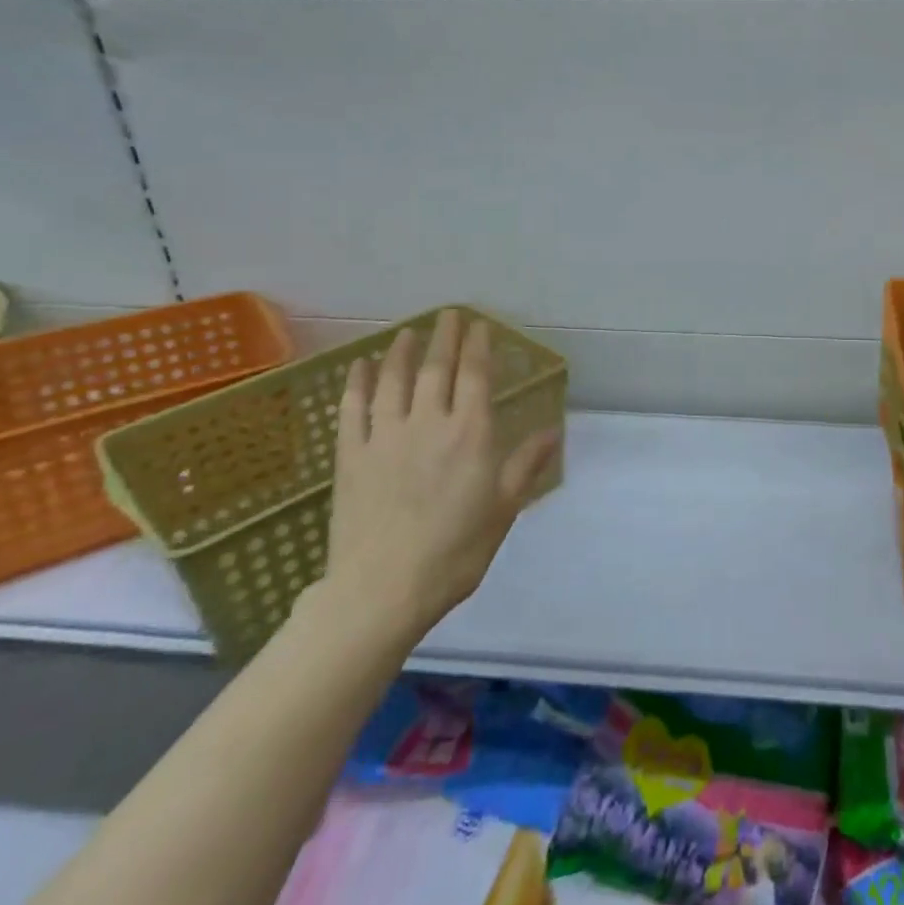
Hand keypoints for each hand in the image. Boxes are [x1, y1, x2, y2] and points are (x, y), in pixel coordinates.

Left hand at [324, 310, 559, 643]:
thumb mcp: (504, 509)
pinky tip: (358, 366)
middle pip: (436, 369)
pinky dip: (355, 383)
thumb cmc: (455, 551)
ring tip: (408, 333)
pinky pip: (351, 409)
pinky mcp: (350, 456)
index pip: (474, 376)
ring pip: (393, 381)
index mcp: (469, 433)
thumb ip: (525, 464)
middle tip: (448, 315)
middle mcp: (428, 422)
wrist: (383, 589)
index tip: (479, 325)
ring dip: (401, 352)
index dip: (478, 346)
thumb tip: (553, 430)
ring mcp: (384, 436)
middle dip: (445, 338)